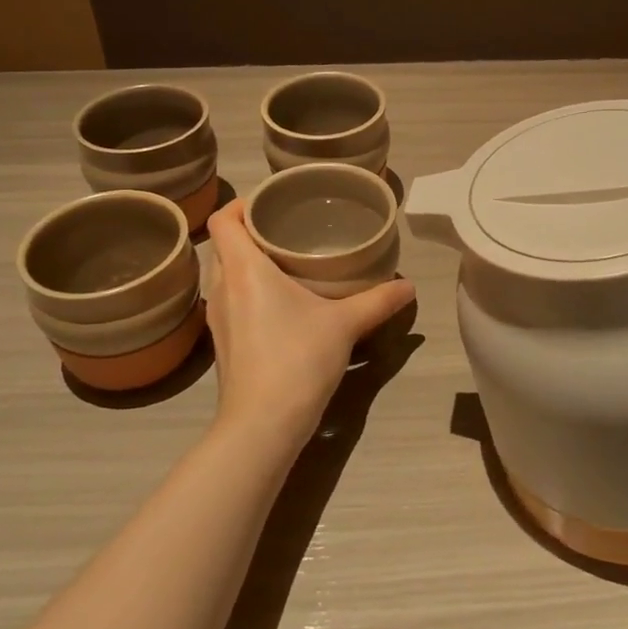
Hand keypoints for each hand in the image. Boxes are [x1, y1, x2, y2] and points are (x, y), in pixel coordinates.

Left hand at [202, 200, 415, 456]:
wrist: (262, 424)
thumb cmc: (298, 359)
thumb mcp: (345, 324)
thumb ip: (378, 301)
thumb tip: (410, 286)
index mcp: (244, 269)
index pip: (223, 220)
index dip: (242, 204)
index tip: (271, 203)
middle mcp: (222, 287)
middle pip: (223, 244)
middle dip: (249, 232)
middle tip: (287, 230)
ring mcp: (217, 318)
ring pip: (224, 274)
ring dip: (246, 262)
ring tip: (285, 262)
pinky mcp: (223, 343)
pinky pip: (229, 300)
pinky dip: (246, 290)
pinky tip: (279, 303)